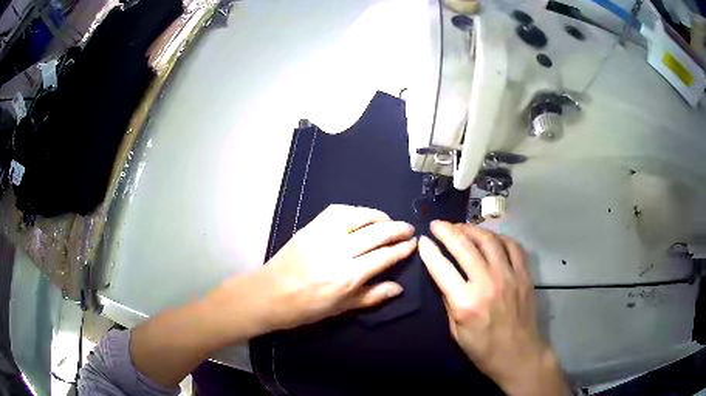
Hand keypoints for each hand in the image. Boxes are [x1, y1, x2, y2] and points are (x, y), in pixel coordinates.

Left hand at [226, 205, 416, 333]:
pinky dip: (355, 210)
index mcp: (347, 277)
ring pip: (359, 217)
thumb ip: (372, 296)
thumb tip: (399, 287)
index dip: (402, 249)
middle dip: (397, 230)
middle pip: (376, 234)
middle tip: (409, 229)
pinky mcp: (310, 227)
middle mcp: (338, 252)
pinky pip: (337, 211)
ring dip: (379, 216)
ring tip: (389, 220)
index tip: (413, 244)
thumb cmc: (305, 308)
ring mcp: (322, 236)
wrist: (268, 294)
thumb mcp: (341, 308)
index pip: (383, 257)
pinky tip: (363, 216)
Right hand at [418, 221, 569, 395]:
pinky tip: (490, 237)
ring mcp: (509, 276)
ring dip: (471, 229)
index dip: (429, 250)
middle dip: (446, 231)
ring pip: (488, 240)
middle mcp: (487, 283)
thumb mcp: (456, 332)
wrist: (519, 355)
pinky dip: (499, 237)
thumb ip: (449, 301)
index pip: (441, 267)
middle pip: (464, 246)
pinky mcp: (524, 275)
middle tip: (437, 224)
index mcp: (466, 303)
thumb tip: (442, 275)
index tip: (422, 240)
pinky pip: (512, 246)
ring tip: (460, 227)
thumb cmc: (483, 350)